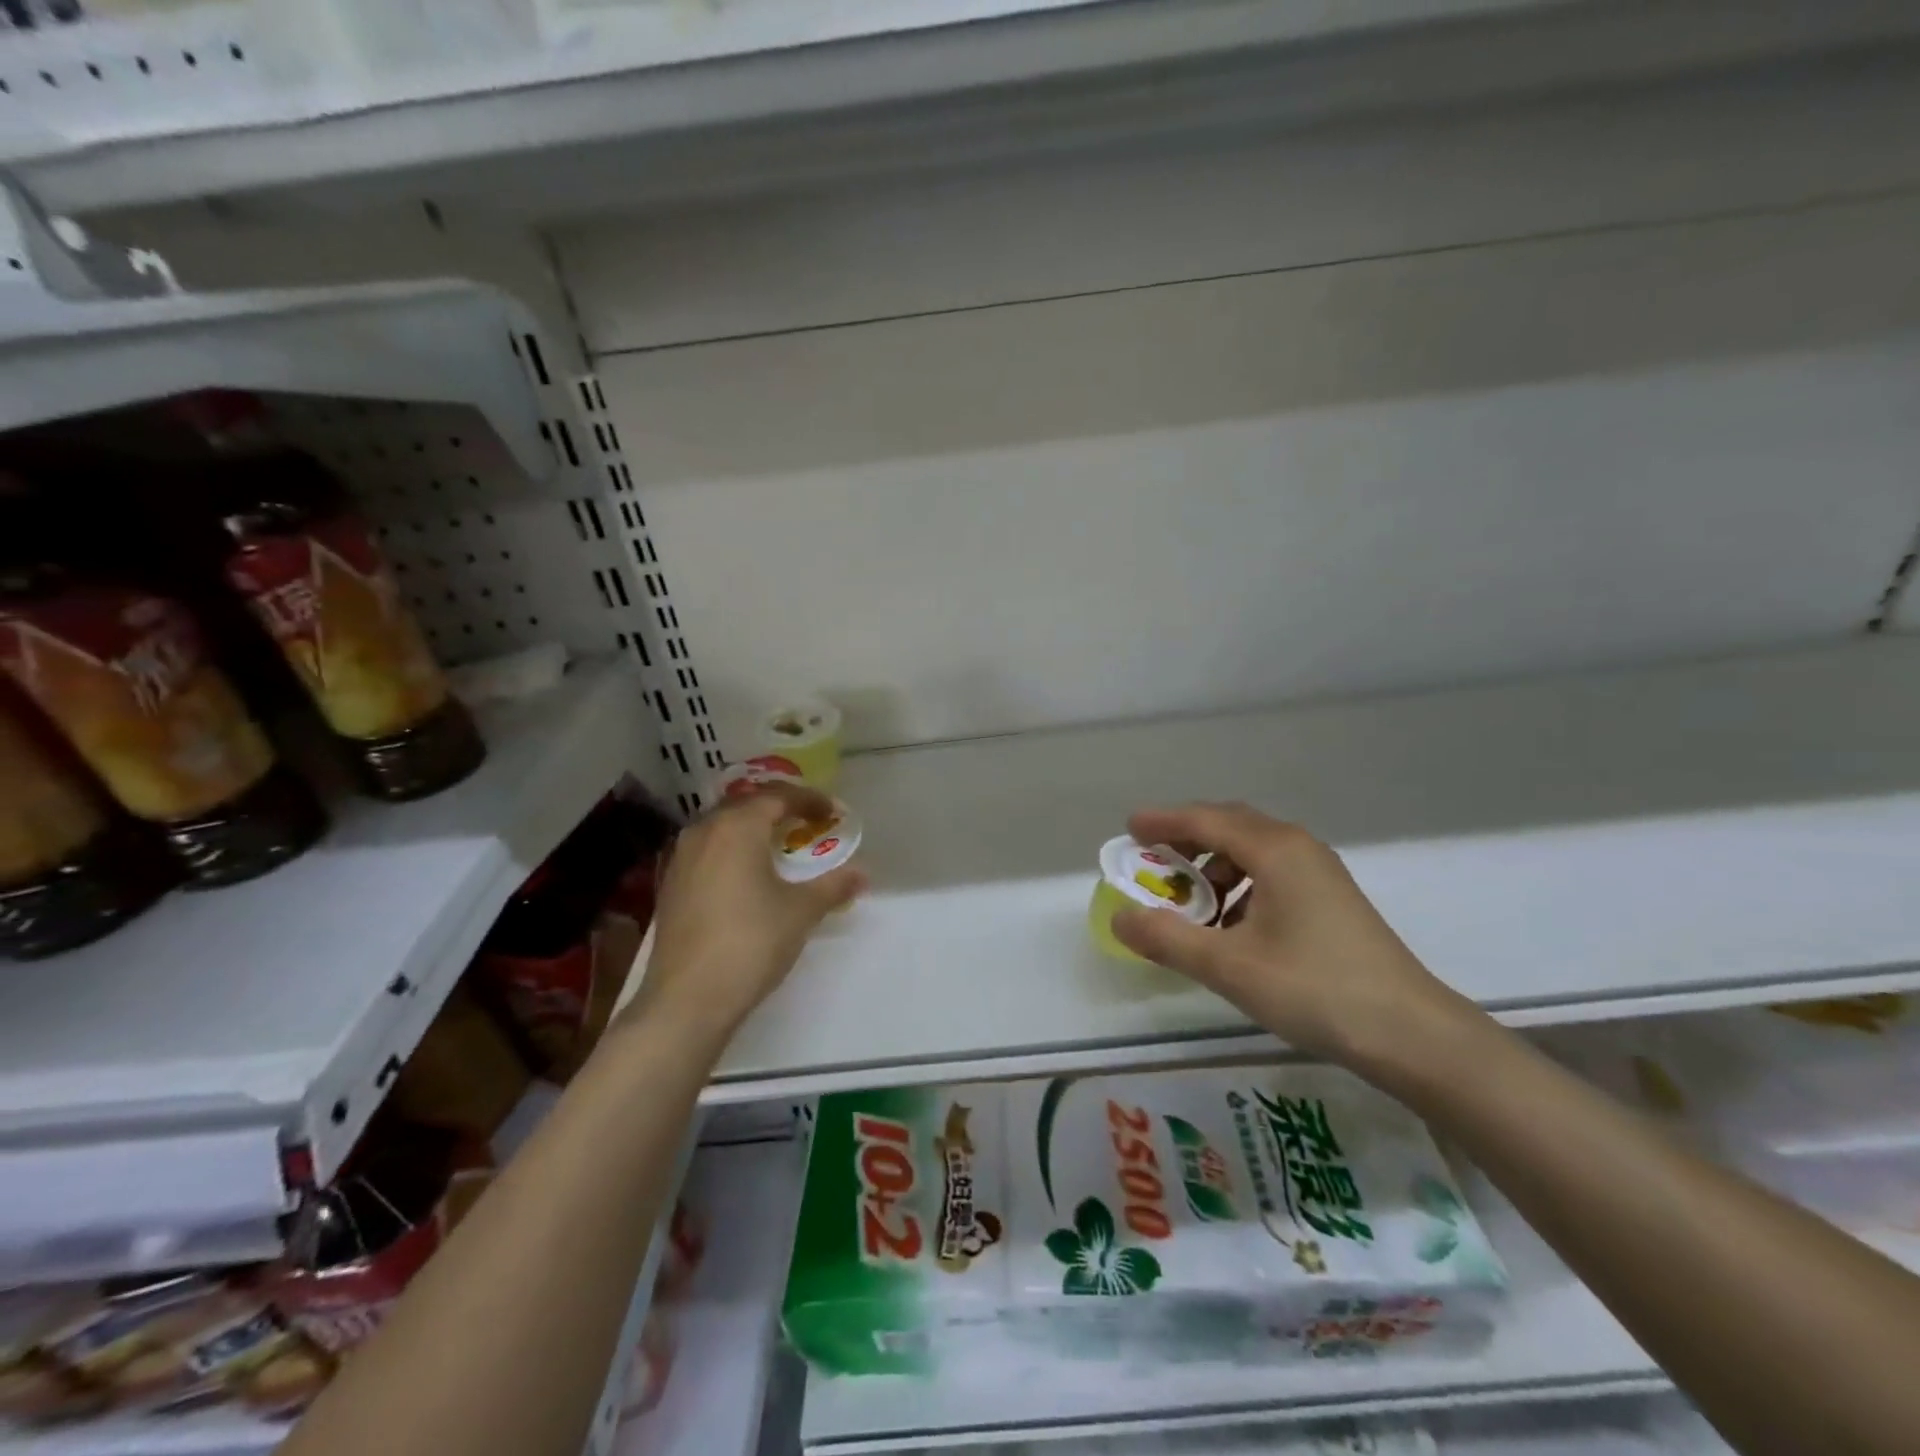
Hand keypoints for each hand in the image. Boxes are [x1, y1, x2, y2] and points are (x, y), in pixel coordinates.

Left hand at [634, 782, 864, 1042]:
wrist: (687, 999)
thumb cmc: (751, 942)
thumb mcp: (801, 912)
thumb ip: (833, 885)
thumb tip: (862, 873)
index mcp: (738, 826)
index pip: (778, 797)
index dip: (809, 800)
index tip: (833, 812)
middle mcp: (704, 830)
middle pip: (746, 805)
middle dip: (779, 809)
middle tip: (807, 823)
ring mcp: (681, 857)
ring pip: (722, 826)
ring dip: (752, 829)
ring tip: (778, 846)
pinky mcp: (670, 885)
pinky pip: (708, 849)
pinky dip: (732, 850)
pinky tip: (746, 874)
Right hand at [1111, 803, 1473, 1073]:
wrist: (1412, 1035)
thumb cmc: (1315, 989)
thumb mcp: (1229, 967)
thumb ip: (1168, 939)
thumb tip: (1119, 919)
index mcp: (1274, 850)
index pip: (1205, 819)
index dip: (1163, 822)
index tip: (1129, 829)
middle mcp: (1297, 848)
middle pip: (1230, 826)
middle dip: (1186, 840)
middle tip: (1152, 860)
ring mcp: (1319, 873)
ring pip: (1252, 852)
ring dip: (1214, 868)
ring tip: (1189, 905)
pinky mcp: (1331, 900)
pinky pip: (1271, 874)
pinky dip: (1240, 887)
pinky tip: (1230, 928)